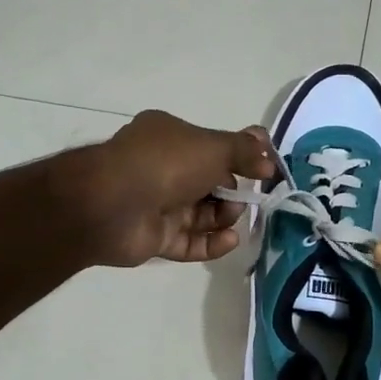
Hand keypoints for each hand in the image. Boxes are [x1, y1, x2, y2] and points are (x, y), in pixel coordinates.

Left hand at [77, 110, 274, 266]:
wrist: (111, 204)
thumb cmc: (165, 163)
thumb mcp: (214, 147)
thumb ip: (244, 151)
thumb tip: (269, 158)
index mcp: (170, 136)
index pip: (212, 147)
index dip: (239, 158)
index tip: (264, 169)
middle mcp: (162, 167)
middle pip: (209, 182)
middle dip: (233, 191)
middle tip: (247, 198)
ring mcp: (157, 204)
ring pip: (201, 214)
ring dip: (224, 218)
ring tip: (232, 219)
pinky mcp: (155, 237)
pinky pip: (189, 242)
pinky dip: (211, 243)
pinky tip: (230, 241)